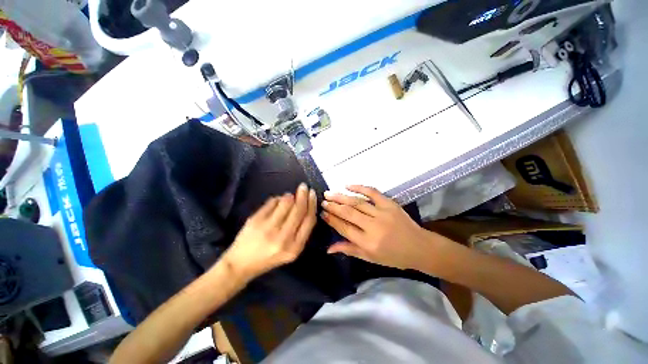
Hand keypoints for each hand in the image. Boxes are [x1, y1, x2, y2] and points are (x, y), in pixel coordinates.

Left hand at [223, 183, 317, 279]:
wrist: (241, 264)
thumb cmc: (269, 257)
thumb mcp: (291, 250)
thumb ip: (301, 231)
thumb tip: (305, 205)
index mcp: (295, 247)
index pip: (309, 220)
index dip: (312, 204)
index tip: (312, 194)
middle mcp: (283, 238)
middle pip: (299, 210)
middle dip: (303, 195)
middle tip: (303, 187)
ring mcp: (268, 229)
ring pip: (286, 203)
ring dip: (289, 196)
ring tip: (289, 196)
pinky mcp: (256, 221)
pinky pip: (272, 202)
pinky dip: (277, 199)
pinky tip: (277, 201)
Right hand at [321, 185, 445, 270]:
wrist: (419, 247)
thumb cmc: (393, 256)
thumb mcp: (370, 258)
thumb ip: (349, 250)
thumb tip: (328, 248)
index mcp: (368, 243)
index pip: (344, 228)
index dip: (331, 219)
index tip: (322, 213)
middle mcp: (373, 227)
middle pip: (348, 213)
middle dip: (333, 206)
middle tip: (322, 201)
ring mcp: (382, 213)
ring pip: (357, 202)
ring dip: (341, 197)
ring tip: (329, 193)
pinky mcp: (390, 204)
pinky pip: (372, 192)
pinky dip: (359, 187)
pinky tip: (348, 185)